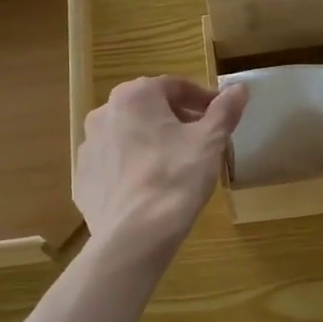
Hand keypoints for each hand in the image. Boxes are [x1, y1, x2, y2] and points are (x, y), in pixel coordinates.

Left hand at [73, 76, 247, 255]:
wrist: (135, 234)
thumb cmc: (177, 176)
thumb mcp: (210, 141)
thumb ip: (224, 111)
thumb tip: (239, 88)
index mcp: (134, 96)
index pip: (175, 87)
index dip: (201, 100)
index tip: (219, 117)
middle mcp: (104, 114)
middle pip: (148, 109)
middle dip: (175, 120)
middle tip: (200, 141)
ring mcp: (88, 148)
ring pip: (127, 137)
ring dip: (151, 143)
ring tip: (175, 167)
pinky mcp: (82, 180)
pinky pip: (113, 166)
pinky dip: (131, 169)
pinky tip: (150, 189)